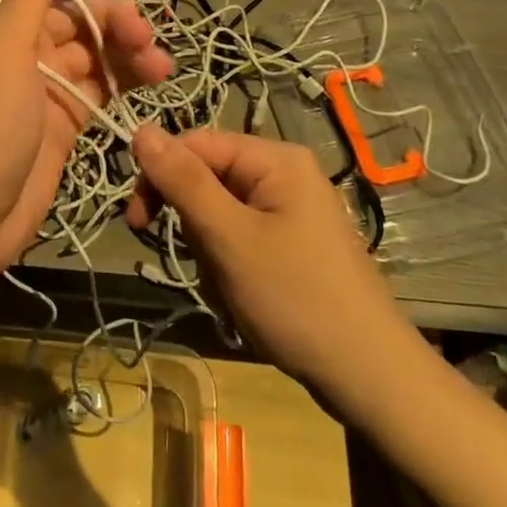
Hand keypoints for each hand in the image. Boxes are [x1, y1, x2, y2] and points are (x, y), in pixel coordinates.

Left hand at [0, 0, 173, 279]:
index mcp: (0, 22)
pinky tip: (151, 84)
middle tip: (149, 41)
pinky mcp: (62, 121)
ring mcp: (43, 85)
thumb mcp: (2, 56)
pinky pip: (99, 88)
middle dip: (119, 18)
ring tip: (161, 68)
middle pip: (82, 14)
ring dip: (129, 51)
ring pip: (96, 52)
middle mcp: (22, 46)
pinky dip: (124, 82)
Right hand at [128, 127, 417, 399]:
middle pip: (208, 178)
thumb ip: (183, 181)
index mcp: (275, 158)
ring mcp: (292, 209)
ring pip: (220, 213)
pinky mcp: (294, 241)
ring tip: (233, 289)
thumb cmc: (295, 299)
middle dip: (194, 224)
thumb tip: (140, 128)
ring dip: (211, 252)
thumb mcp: (229, 237)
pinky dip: (231, 265)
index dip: (160, 176)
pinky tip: (246, 298)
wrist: (370, 378)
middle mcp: (285, 172)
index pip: (196, 145)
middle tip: (204, 265)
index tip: (137, 222)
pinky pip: (242, 237)